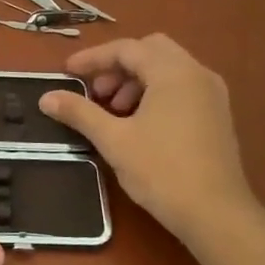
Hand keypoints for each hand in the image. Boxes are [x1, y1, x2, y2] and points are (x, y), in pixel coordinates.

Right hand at [37, 34, 264, 251]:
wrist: (217, 215)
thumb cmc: (162, 171)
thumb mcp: (113, 140)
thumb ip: (79, 113)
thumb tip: (46, 97)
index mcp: (173, 72)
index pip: (127, 49)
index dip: (93, 58)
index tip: (68, 73)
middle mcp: (197, 74)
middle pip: (151, 51)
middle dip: (118, 66)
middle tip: (97, 92)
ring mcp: (213, 94)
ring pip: (168, 69)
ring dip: (137, 80)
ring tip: (115, 112)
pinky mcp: (218, 115)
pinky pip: (182, 87)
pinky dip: (156, 92)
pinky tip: (140, 124)